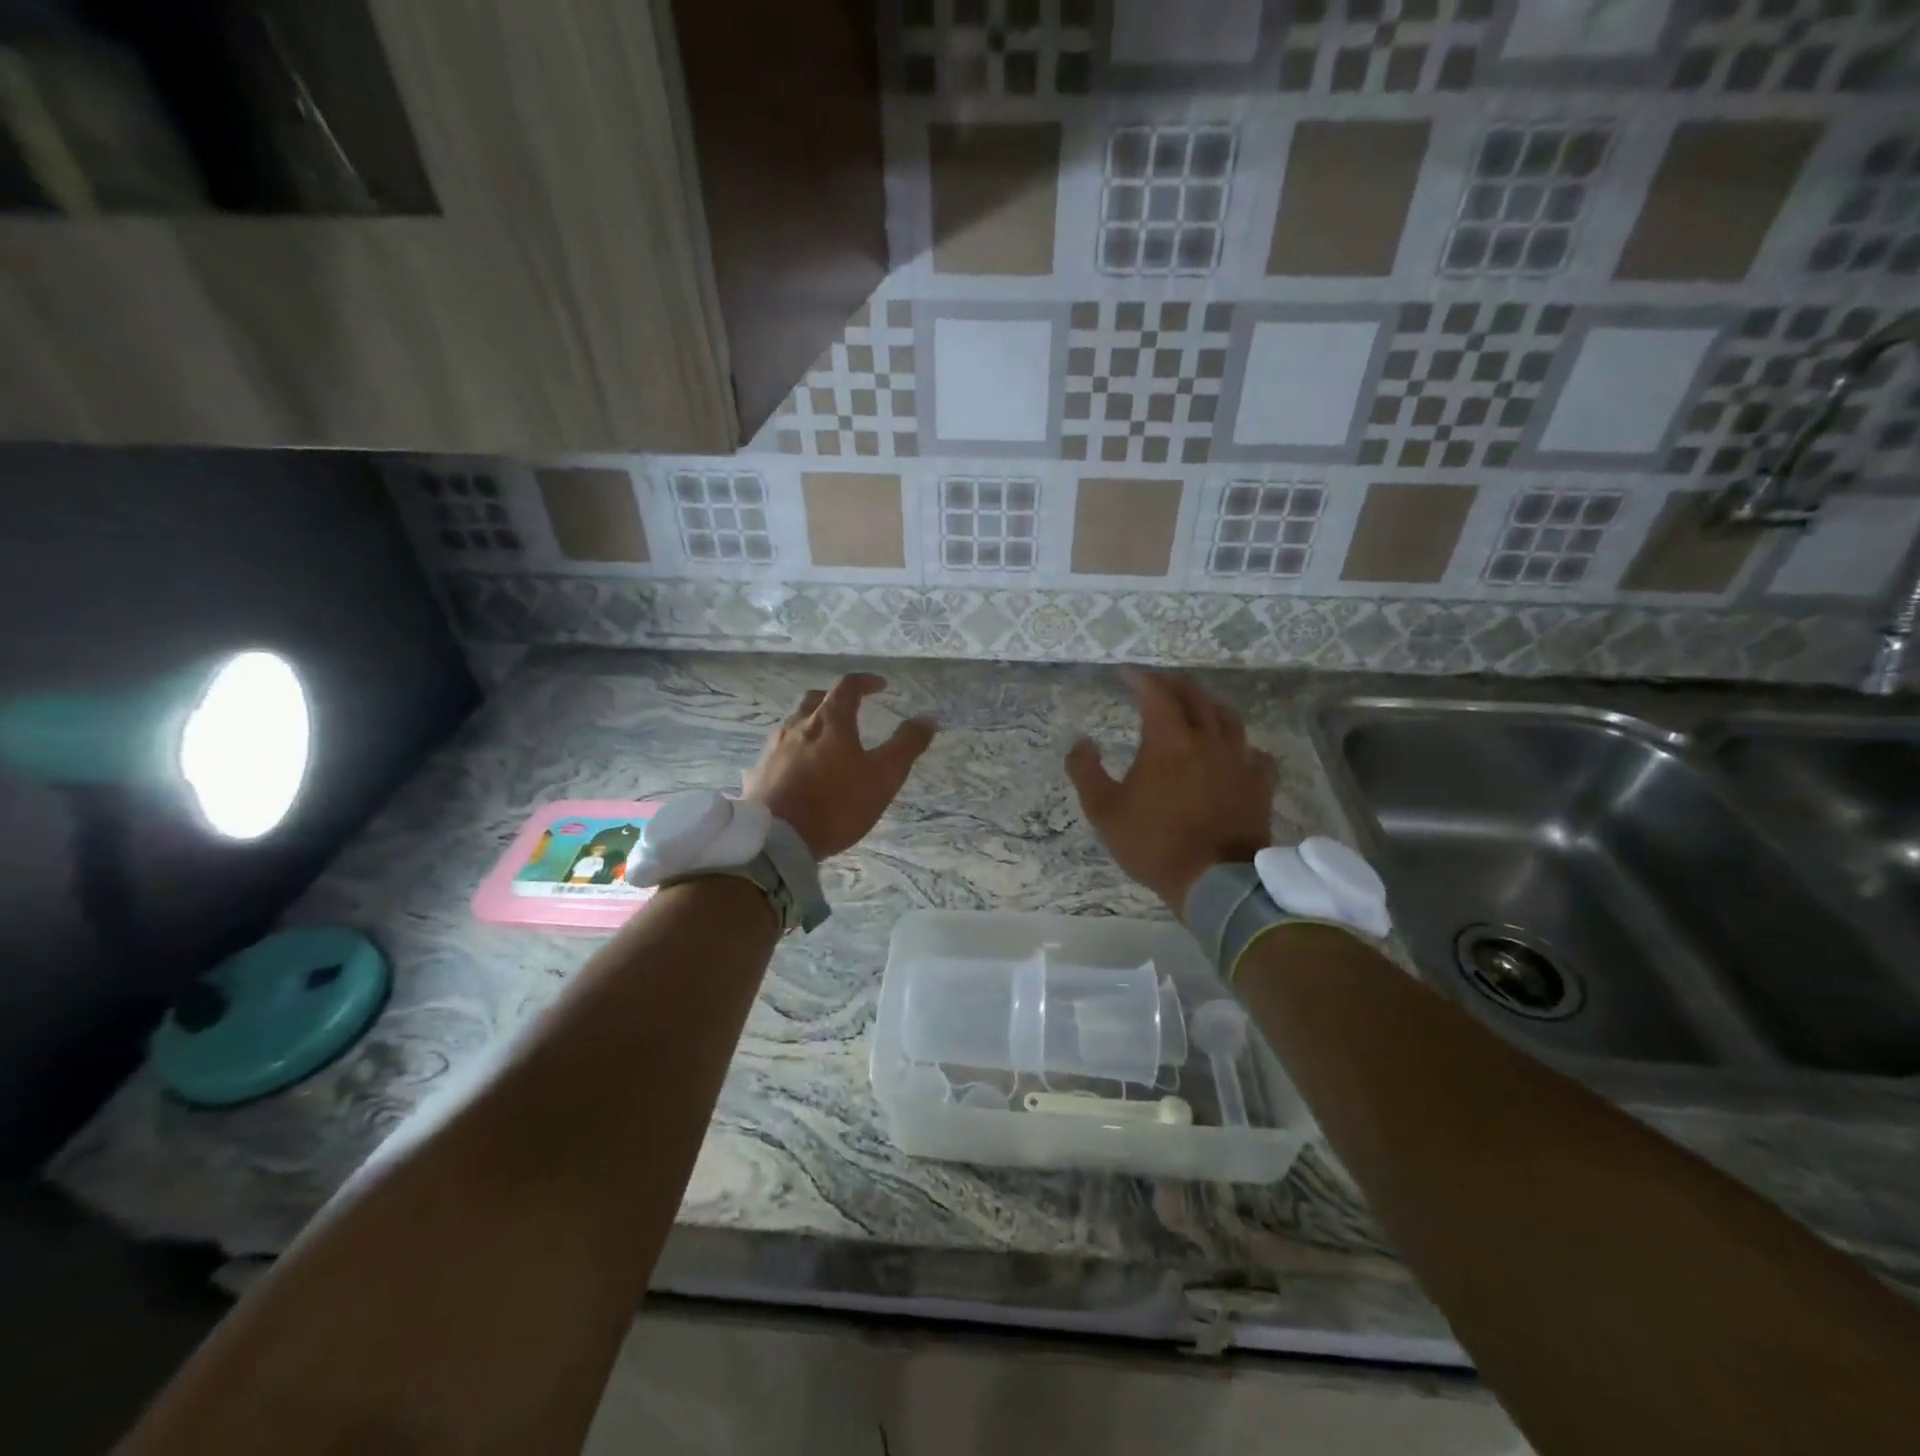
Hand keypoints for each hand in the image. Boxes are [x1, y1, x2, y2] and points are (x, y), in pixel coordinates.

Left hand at [743, 673, 936, 860]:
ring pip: (792, 725)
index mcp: (830, 722)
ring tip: (824, 742)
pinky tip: (796, 771)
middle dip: (834, 698)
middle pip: (814, 700)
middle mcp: (797, 727)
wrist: (777, 841)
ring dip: (810, 725)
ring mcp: (772, 750)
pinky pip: (776, 754)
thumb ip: (906, 746)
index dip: (866, 682)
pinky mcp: (757, 774)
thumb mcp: (883, 777)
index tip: (880, 686)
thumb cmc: (836, 804)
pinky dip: (791, 753)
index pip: (848, 687)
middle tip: (850, 708)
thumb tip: (927, 718)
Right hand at [1066, 671, 1277, 912]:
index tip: (1126, 675)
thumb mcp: (1104, 811)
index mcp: (1169, 741)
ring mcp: (1239, 759)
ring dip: (1208, 705)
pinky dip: (1240, 744)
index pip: (1156, 694)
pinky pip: (1254, 751)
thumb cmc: (1154, 844)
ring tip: (1196, 708)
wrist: (1215, 882)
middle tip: (1158, 685)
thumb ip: (1086, 772)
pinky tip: (1234, 752)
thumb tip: (1081, 742)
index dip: (1140, 679)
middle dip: (1174, 684)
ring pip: (1228, 717)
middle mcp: (1208, 739)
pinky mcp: (1259, 783)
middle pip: (1195, 696)